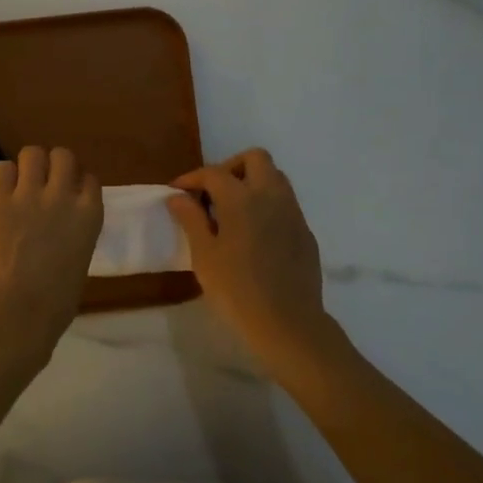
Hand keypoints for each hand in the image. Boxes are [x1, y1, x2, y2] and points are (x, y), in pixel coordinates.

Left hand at [0, 146, 103, 366]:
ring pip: (32, 153)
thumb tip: (61, 225)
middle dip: (54, 166)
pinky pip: (1, 168)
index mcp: (90, 214)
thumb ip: (76, 232)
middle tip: (43, 184)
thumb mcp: (81, 258)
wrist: (18, 312)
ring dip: (28, 166)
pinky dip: (3, 178)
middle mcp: (62, 195)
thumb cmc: (56, 302)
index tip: (69, 195)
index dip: (77, 184)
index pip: (89, 179)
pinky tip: (2, 195)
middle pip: (62, 156)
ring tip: (20, 185)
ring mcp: (28, 194)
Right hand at [168, 149, 333, 365]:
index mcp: (242, 198)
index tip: (177, 191)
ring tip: (232, 211)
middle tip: (212, 193)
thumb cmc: (236, 289)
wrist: (288, 324)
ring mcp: (293, 213)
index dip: (192, 178)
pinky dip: (267, 205)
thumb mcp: (204, 255)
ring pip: (275, 177)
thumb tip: (178, 197)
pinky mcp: (305, 233)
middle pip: (255, 158)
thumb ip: (191, 219)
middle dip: (231, 167)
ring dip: (252, 182)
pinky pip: (285, 204)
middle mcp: (271, 196)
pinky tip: (254, 234)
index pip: (214, 173)